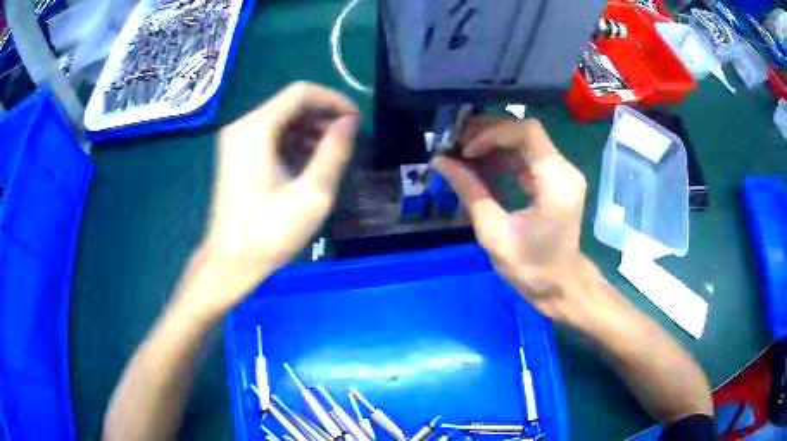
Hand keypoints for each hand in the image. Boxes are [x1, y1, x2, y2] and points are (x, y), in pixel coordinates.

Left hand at [198, 82, 358, 312]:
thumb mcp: (311, 194)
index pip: (301, 92)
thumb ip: (333, 152)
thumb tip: (349, 121)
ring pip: (282, 119)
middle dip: (322, 116)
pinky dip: (294, 142)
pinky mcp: (237, 155)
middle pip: (290, 104)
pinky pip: (271, 136)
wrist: (229, 263)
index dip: (333, 100)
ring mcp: (237, 141)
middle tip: (347, 139)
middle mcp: (243, 127)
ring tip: (332, 153)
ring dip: (310, 129)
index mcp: (256, 129)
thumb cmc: (269, 233)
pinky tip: (310, 162)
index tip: (355, 120)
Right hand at [434, 118, 589, 321]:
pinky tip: (480, 165)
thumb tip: (441, 162)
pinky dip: (503, 157)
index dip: (493, 134)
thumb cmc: (531, 267)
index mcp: (556, 181)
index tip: (466, 152)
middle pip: (526, 132)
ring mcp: (562, 174)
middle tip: (456, 144)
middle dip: (489, 134)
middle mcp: (565, 169)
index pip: (527, 132)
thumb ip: (470, 192)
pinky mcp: (556, 181)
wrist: (560, 286)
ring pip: (526, 142)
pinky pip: (528, 158)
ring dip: (494, 144)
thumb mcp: (494, 232)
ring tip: (462, 152)